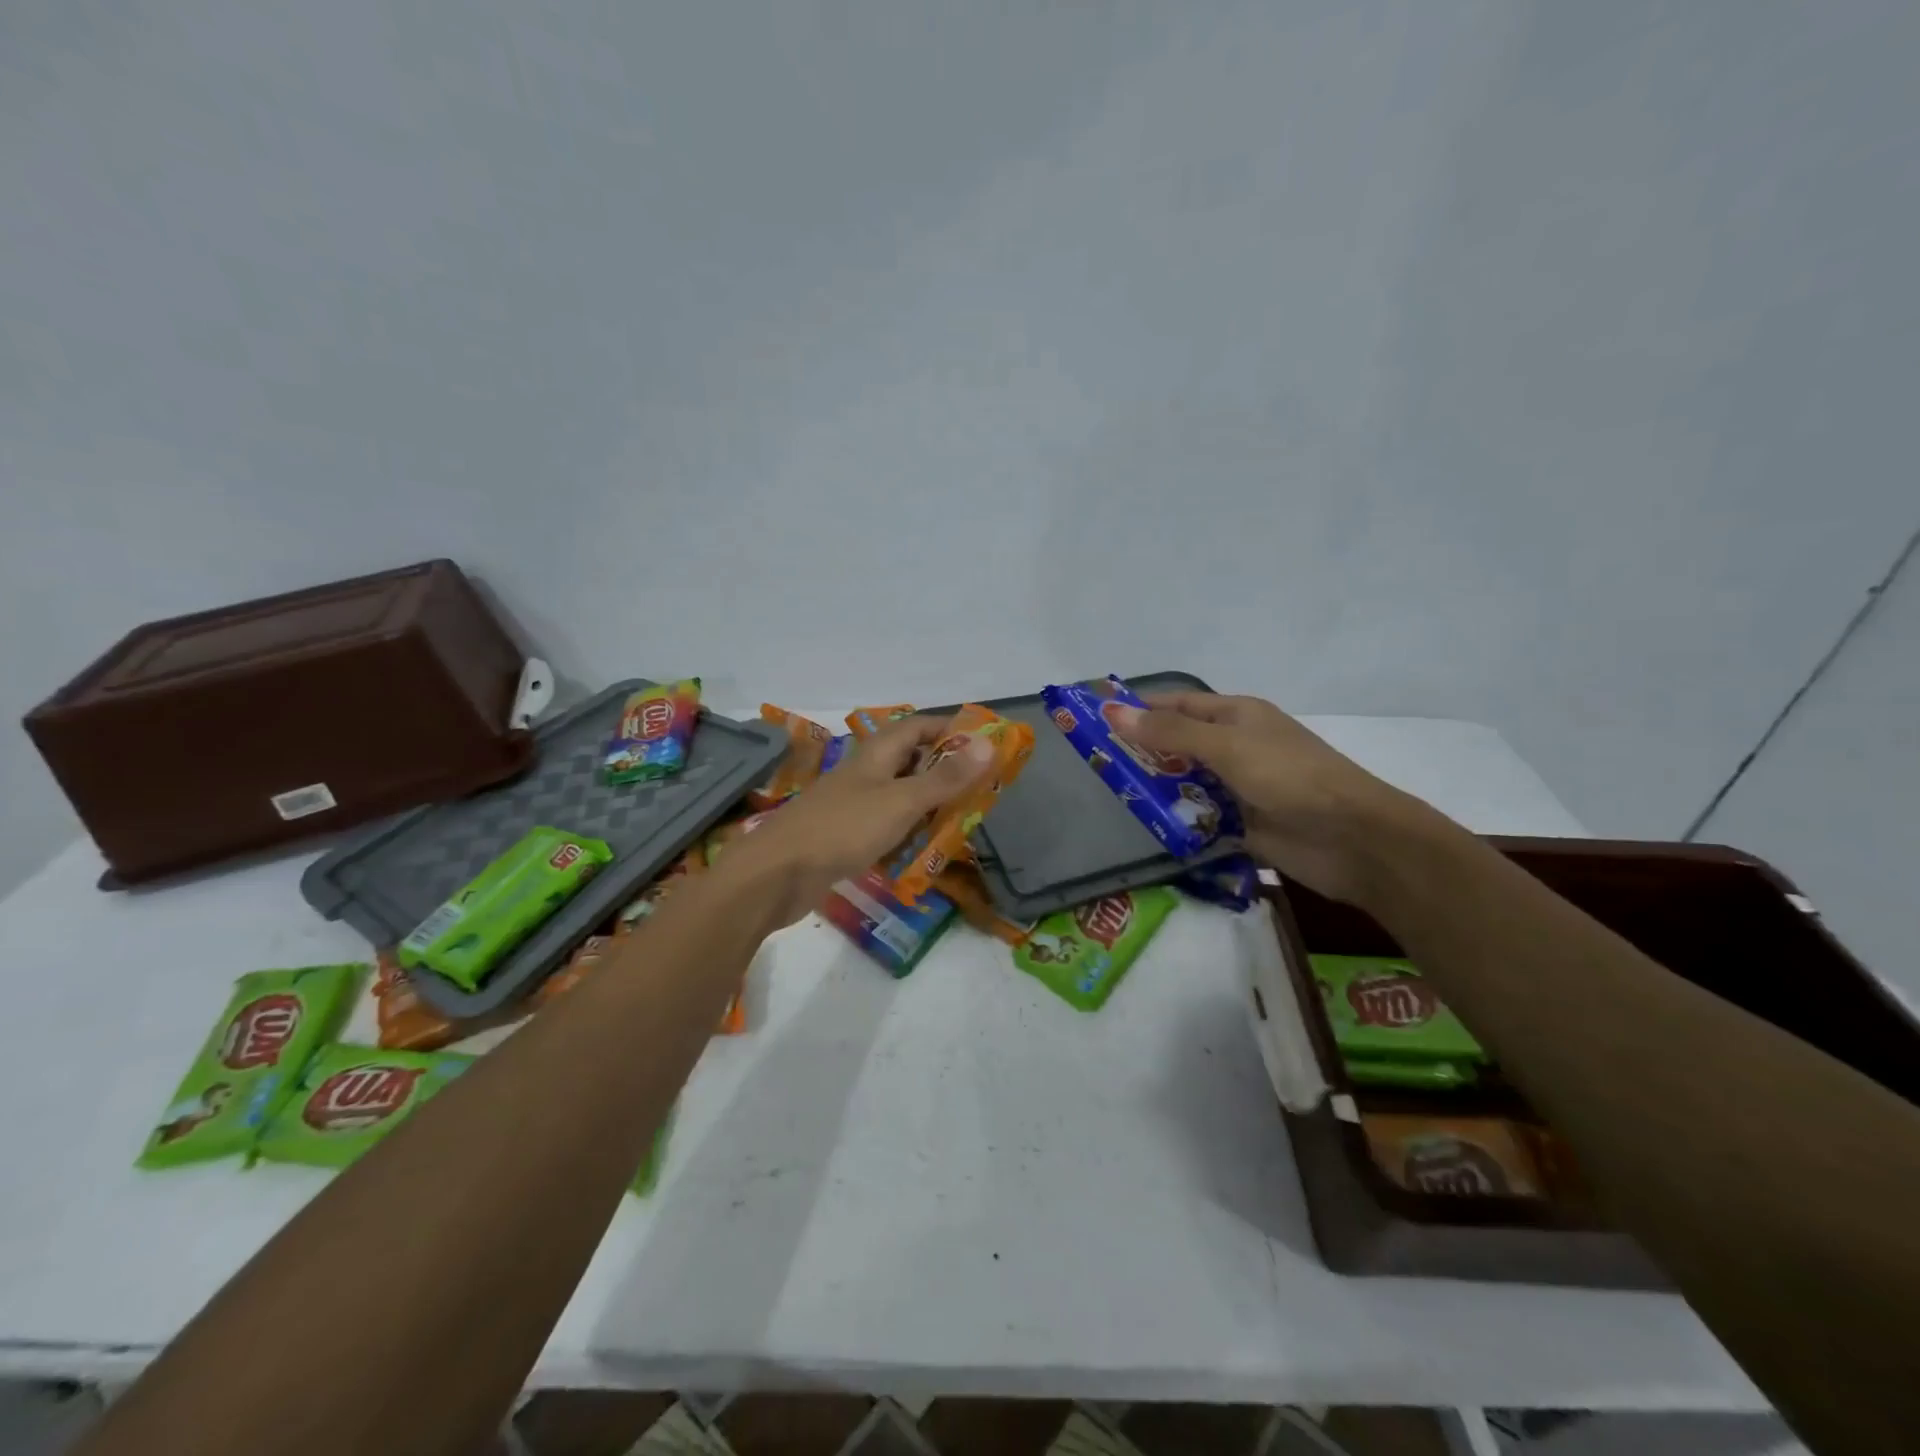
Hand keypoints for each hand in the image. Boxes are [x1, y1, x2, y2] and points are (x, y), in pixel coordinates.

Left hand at [727, 713, 994, 925]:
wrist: (778, 873)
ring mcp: (853, 805)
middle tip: (980, 790)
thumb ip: (945, 778)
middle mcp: (865, 773)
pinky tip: (923, 851)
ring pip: (899, 796)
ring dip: (928, 805)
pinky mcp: (845, 835)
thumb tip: (988, 744)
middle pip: (911, 761)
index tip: (985, 746)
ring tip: (961, 821)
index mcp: (877, 754)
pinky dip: (906, 833)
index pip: (919, 727)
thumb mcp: (902, 801)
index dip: (951, 730)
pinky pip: (885, 826)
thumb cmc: (844, 828)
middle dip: (945, 772)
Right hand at [1110, 692, 1434, 905]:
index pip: (1176, 706)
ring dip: (1156, 790)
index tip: (1095, 720)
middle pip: (1176, 746)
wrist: (1352, 839)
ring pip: (1184, 784)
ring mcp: (1238, 788)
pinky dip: (1175, 823)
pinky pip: (1197, 819)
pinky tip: (1145, 829)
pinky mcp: (1240, 825)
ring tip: (1110, 798)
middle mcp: (1235, 747)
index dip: (1138, 710)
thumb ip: (1170, 734)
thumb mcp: (1227, 747)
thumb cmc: (1290, 777)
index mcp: (1236, 717)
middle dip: (1140, 753)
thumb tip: (1113, 713)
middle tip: (1094, 765)